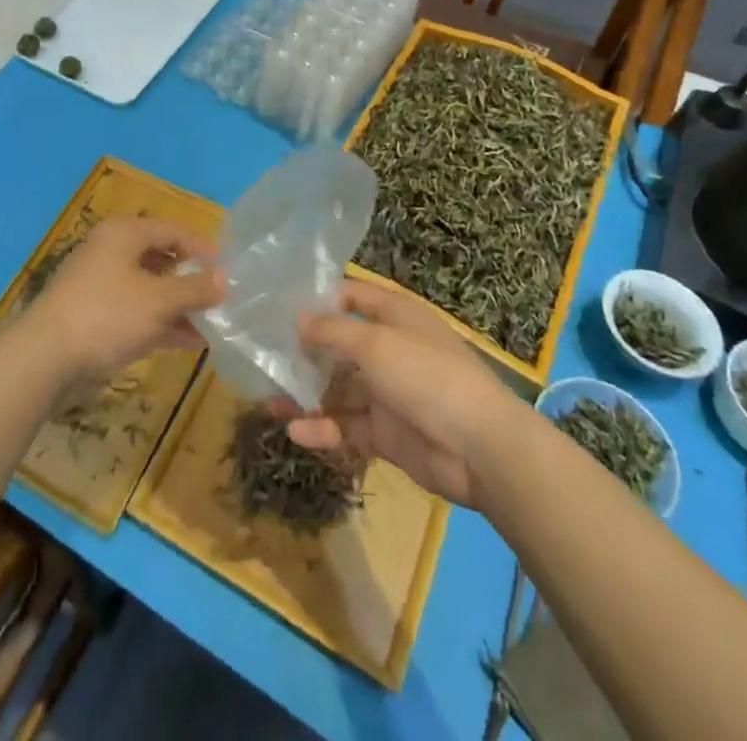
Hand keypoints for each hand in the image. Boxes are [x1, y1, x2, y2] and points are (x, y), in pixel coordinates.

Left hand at [19, 218, 223, 389]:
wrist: (44, 358)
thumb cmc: (107, 316)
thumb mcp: (159, 301)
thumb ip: (195, 288)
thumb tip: (225, 277)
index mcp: (124, 234)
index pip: (173, 230)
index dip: (203, 248)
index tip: (229, 271)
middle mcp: (111, 251)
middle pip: (161, 258)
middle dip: (191, 280)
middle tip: (221, 299)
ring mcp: (101, 284)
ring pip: (149, 288)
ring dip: (179, 305)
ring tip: (211, 325)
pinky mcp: (94, 315)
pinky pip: (136, 311)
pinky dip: (161, 322)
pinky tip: (188, 342)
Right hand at [283, 279, 521, 510]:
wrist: (481, 449)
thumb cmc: (426, 376)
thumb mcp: (375, 343)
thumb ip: (332, 331)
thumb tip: (297, 318)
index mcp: (394, 316)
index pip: (351, 296)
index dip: (319, 299)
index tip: (281, 308)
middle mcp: (389, 349)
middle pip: (339, 346)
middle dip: (304, 353)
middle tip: (264, 359)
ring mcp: (387, 393)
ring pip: (338, 390)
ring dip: (306, 396)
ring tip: (269, 401)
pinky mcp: (385, 433)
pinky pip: (347, 427)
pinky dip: (323, 429)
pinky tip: (295, 433)